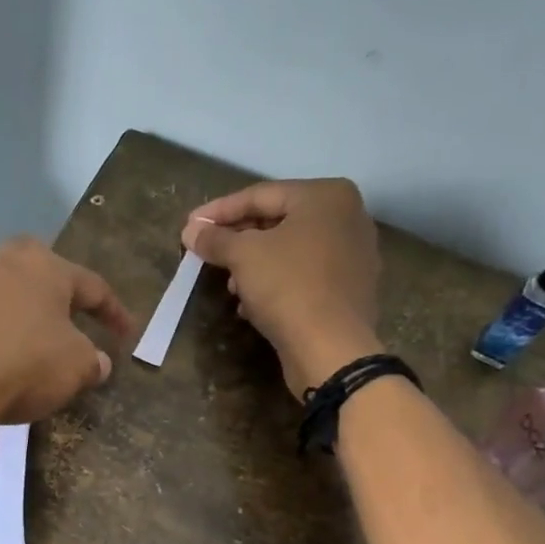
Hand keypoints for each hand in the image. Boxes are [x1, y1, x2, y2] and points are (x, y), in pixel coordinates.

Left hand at [0, 236, 135, 456]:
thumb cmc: (22, 366)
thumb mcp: (75, 369)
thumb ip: (90, 363)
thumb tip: (98, 363)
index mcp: (44, 271)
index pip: (91, 284)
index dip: (113, 310)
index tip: (126, 334)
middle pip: (24, 255)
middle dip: (42, 274)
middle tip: (53, 305)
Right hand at [181, 178, 381, 398]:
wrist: (331, 347)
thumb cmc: (288, 286)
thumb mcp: (243, 256)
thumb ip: (215, 238)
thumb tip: (191, 230)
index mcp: (326, 196)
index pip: (260, 195)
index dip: (220, 211)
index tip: (190, 225)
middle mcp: (347, 217)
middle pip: (278, 221)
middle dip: (238, 240)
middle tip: (206, 253)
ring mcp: (354, 254)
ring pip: (290, 251)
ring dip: (254, 266)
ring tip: (229, 286)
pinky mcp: (350, 289)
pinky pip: (305, 275)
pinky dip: (276, 283)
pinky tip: (252, 304)